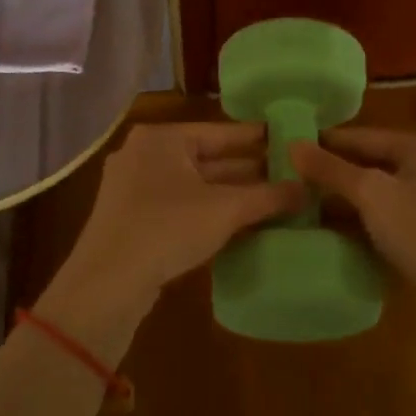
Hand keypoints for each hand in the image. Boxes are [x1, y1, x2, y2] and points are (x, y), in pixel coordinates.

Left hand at [41, 122, 302, 353]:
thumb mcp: (225, 209)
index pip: (220, 132)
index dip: (257, 138)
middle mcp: (143, 155)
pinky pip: (178, 206)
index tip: (288, 139)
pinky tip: (238, 224)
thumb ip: (268, 196)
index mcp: (162, 139)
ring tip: (273, 201)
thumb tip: (308, 187)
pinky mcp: (130, 219)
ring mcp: (132, 188)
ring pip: (193, 185)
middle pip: (206, 158)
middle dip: (247, 171)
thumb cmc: (167, 228)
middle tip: (289, 175)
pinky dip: (207, 211)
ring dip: (230, 195)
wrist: (107, 283)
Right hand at [292, 128, 415, 375]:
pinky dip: (356, 219)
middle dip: (329, 172)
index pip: (363, 136)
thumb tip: (291, 145)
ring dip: (340, 198)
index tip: (283, 147)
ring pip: (374, 191)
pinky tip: (324, 227)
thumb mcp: (372, 195)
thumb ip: (330, 169)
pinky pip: (382, 215)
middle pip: (368, 162)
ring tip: (295, 202)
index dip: (323, 142)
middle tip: (284, 178)